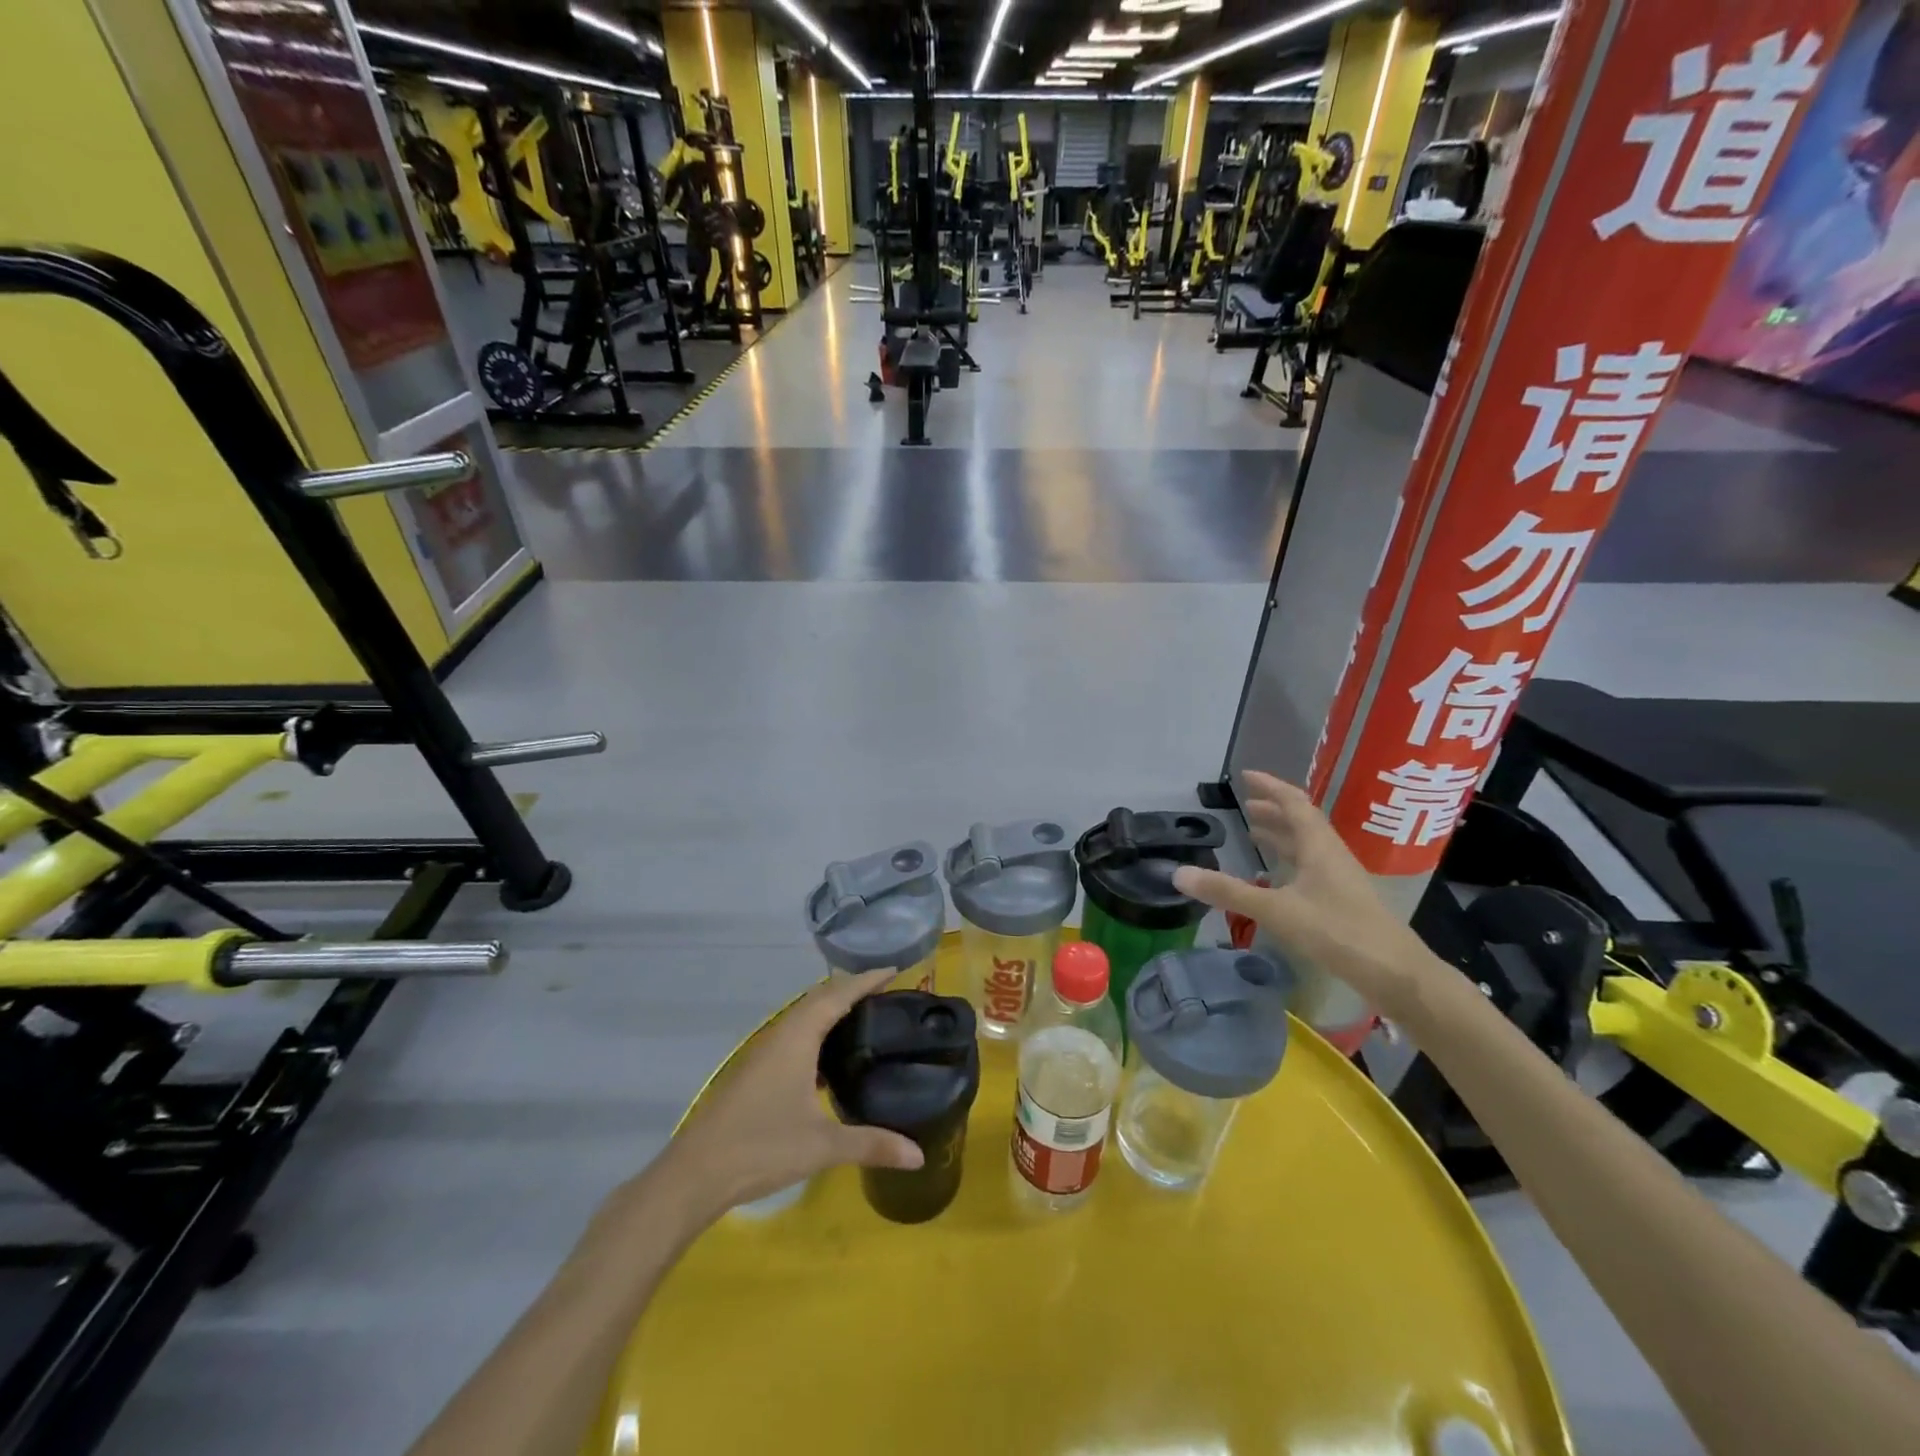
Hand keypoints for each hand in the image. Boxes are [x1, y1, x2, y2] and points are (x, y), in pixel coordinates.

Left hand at [654, 968, 924, 1219]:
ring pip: (803, 1015)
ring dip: (832, 1008)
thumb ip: (872, 1145)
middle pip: (820, 997)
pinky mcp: (755, 1070)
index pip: (838, 994)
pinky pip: (794, 1034)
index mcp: (797, 1037)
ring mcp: (763, 1052)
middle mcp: (780, 1035)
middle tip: (887, 993)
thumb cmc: (760, 1148)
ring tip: (865, 1018)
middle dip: (852, 989)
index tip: (895, 970)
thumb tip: (919, 1155)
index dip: (867, 980)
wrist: (695, 1174)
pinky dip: (817, 1031)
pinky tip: (830, 1059)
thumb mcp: (822, 1147)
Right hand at [1172, 772, 1436, 1019]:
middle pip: (1302, 822)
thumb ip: (1227, 892)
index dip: (1270, 787)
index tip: (1246, 776)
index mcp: (1319, 846)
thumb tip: (1179, 874)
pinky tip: (1277, 878)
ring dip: (1282, 835)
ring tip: (1255, 834)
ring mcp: (1341, 878)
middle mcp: (1331, 854)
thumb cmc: (1336, 931)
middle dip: (1273, 810)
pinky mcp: (1344, 900)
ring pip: (1308, 845)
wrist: (1395, 973)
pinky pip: (1312, 867)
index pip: (1294, 803)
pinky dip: (1290, 861)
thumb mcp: (1276, 910)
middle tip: (1245, 806)